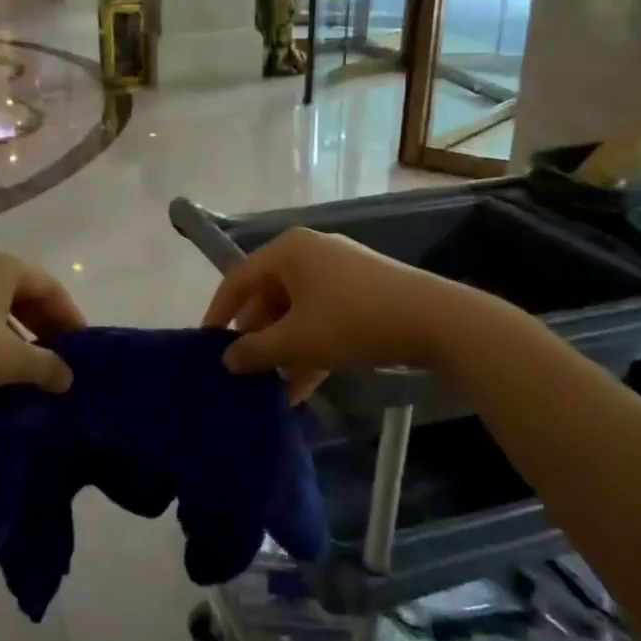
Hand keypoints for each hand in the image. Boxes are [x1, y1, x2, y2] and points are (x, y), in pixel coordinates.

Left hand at [0, 248, 83, 403]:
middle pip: (24, 294)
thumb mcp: (7, 359)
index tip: (82, 350)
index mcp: (2, 266)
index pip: (51, 287)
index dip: (70, 318)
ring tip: (26, 370)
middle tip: (58, 361)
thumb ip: (45, 366)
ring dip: (16, 336)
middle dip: (44, 327)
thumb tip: (68, 377)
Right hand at [201, 228, 459, 400]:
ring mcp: (338, 271)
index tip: (206, 345)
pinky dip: (310, 347)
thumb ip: (256, 351)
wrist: (434, 320)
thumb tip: (227, 359)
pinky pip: (322, 316)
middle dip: (257, 339)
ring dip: (284, 350)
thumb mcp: (297, 341)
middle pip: (268, 296)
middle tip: (244, 373)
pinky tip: (303, 388)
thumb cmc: (353, 321)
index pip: (238, 279)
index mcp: (288, 251)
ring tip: (272, 389)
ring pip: (297, 311)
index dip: (219, 313)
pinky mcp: (361, 291)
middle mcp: (309, 252)